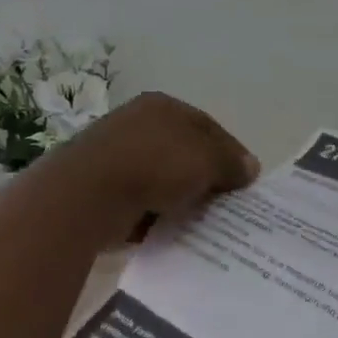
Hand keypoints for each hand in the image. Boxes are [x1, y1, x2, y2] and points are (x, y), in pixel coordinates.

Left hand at [35, 92, 258, 232]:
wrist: (87, 194)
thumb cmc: (154, 164)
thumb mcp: (206, 159)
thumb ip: (231, 162)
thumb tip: (250, 167)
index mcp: (163, 106)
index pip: (208, 127)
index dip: (231, 152)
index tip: (246, 181)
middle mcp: (137, 123)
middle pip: (184, 151)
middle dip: (205, 177)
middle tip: (225, 204)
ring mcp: (115, 155)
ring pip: (161, 178)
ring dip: (179, 197)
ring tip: (199, 222)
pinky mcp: (100, 187)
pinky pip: (139, 200)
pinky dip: (153, 213)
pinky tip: (167, 230)